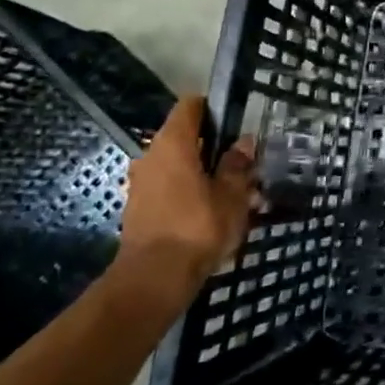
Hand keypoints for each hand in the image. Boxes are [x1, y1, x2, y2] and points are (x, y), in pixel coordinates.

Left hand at [114, 97, 257, 310]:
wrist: (154, 279)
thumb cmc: (198, 226)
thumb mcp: (232, 194)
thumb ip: (237, 165)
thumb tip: (243, 142)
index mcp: (173, 143)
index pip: (191, 106)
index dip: (214, 109)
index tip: (237, 124)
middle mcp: (151, 156)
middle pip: (186, 139)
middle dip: (215, 149)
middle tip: (244, 168)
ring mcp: (142, 184)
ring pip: (179, 167)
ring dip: (204, 175)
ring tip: (235, 196)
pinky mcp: (140, 210)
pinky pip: (170, 189)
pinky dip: (191, 194)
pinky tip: (213, 215)